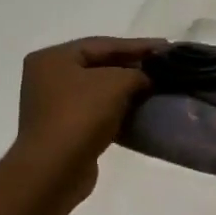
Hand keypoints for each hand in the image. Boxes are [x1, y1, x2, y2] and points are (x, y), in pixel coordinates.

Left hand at [12, 37, 163, 211]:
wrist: (55, 170)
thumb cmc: (81, 116)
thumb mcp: (116, 83)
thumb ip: (137, 73)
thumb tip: (147, 78)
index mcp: (53, 58)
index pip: (103, 44)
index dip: (138, 45)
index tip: (167, 47)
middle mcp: (48, 77)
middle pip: (99, 64)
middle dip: (132, 65)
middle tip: (163, 65)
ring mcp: (53, 104)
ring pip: (98, 88)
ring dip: (126, 87)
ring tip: (155, 85)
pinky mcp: (64, 128)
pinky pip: (96, 109)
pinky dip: (117, 106)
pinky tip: (140, 107)